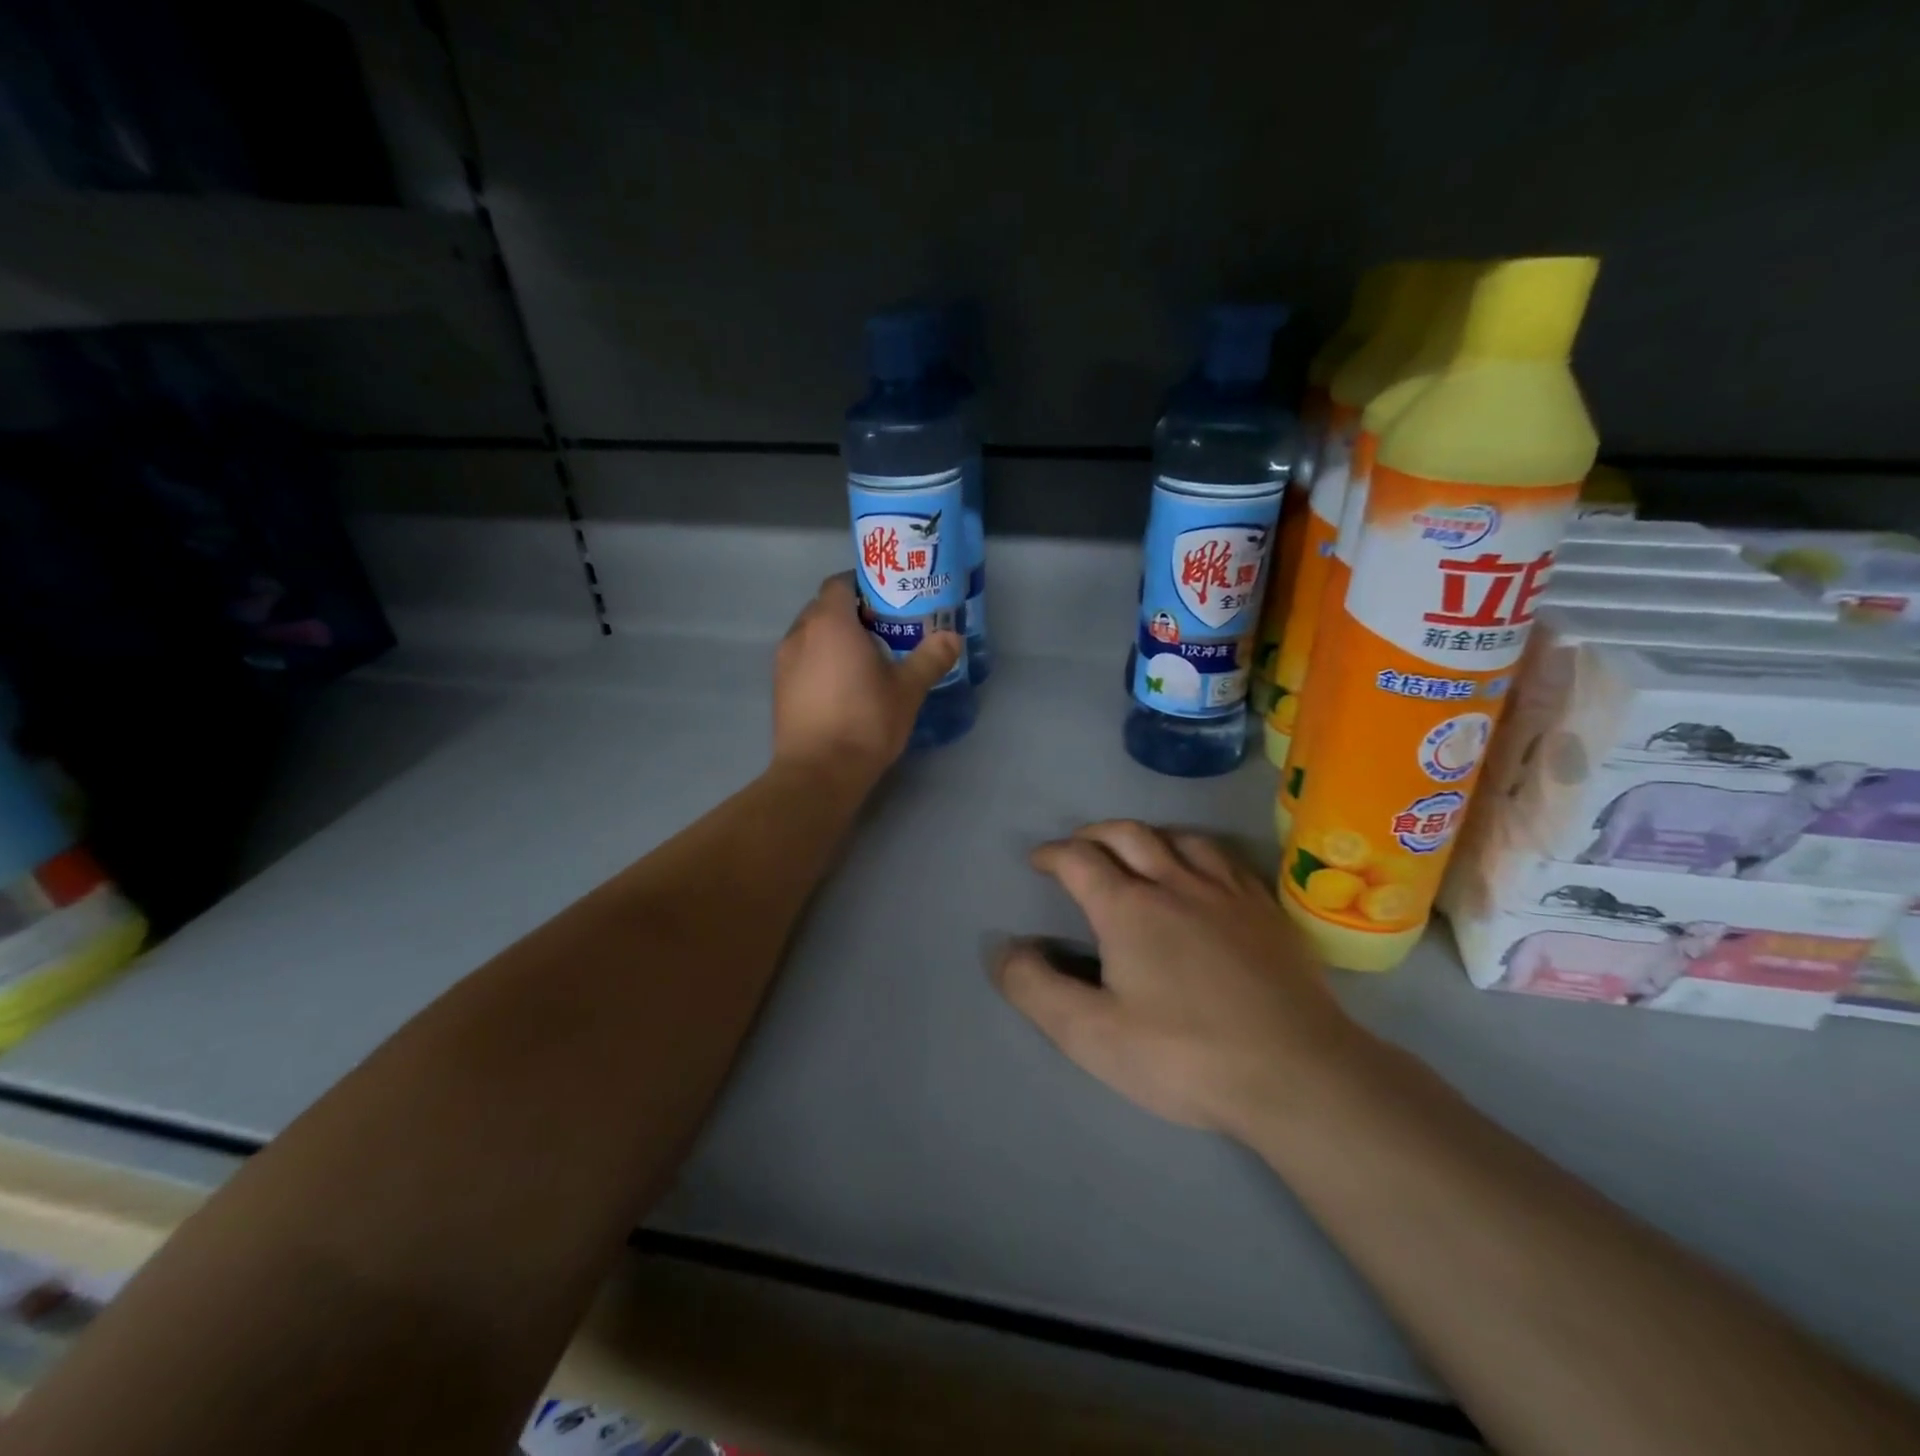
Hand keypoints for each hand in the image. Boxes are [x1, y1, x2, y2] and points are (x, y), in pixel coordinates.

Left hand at [772, 574, 962, 780]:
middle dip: (852, 614)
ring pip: (811, 636)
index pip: (840, 583)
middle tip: (884, 631)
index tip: (889, 601)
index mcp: (830, 623)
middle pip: (824, 608)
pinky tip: (843, 687)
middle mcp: (800, 633)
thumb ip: (930, 658)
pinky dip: (820, 662)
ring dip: (834, 640)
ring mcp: (783, 662)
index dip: (864, 586)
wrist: (818, 773)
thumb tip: (953, 637)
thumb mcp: (907, 690)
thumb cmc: (865, 722)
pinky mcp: (779, 689)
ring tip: (865, 660)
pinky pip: (802, 661)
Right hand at [993, 821, 1378, 1137]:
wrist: (1296, 1075)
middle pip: (1127, 834)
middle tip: (1078, 847)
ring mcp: (1227, 893)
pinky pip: (1225, 860)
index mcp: (1128, 908)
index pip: (1078, 860)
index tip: (1038, 861)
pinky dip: (1197, 852)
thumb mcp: (1090, 1034)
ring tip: (1136, 851)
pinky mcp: (1266, 912)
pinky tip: (1202, 873)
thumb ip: (1036, 988)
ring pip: (1179, 838)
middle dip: (1094, 834)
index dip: (1052, 854)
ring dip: (1147, 836)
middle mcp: (1175, 883)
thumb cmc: (1183, 1056)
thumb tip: (1004, 949)